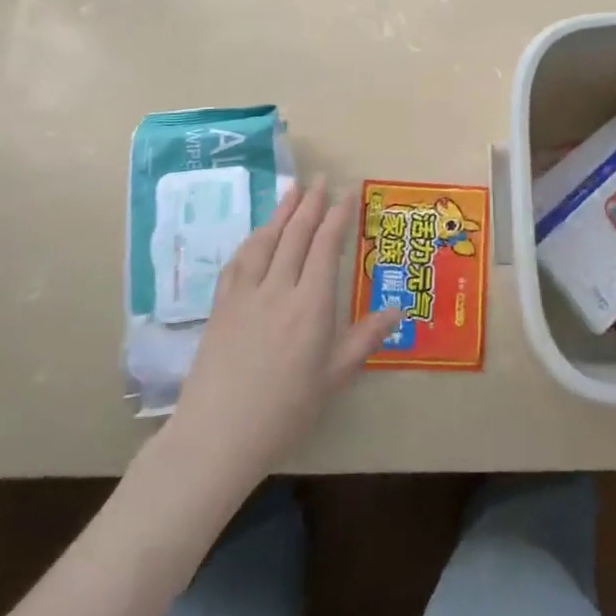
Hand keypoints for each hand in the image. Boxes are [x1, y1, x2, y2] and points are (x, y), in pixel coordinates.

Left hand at [160, 180, 399, 495]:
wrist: (217, 435)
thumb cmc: (285, 410)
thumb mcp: (333, 377)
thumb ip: (365, 338)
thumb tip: (398, 308)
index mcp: (311, 305)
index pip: (326, 247)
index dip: (338, 217)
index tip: (347, 194)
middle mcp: (279, 289)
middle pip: (296, 235)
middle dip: (311, 204)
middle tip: (321, 179)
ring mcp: (246, 295)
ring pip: (266, 241)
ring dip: (281, 212)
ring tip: (293, 190)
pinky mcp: (221, 306)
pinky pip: (239, 261)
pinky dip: (253, 239)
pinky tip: (257, 234)